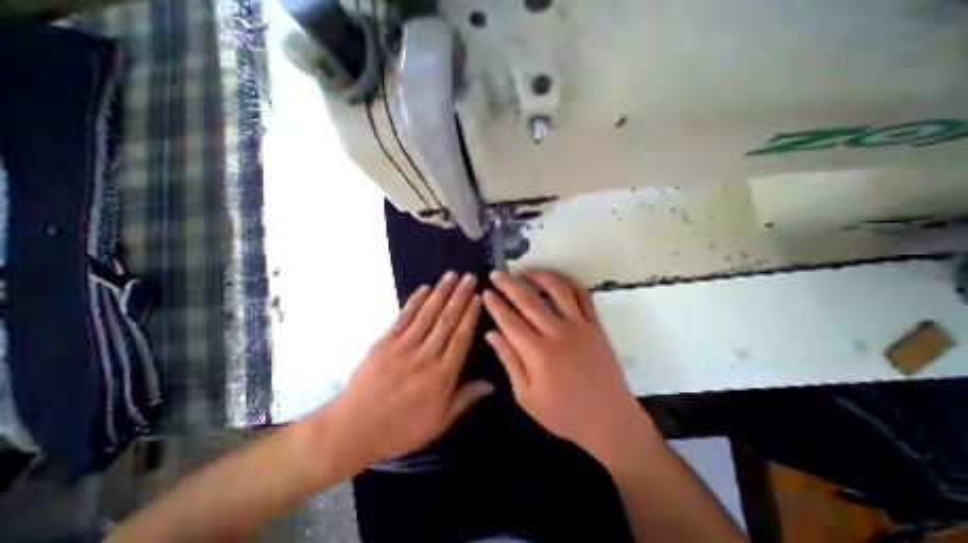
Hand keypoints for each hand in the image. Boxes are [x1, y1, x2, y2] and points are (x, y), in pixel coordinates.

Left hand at [327, 272, 491, 471]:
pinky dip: (415, 301)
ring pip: (427, 314)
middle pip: (447, 320)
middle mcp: (425, 356)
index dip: (471, 316)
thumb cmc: (401, 428)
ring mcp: (403, 346)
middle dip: (460, 296)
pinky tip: (425, 288)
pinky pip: (404, 317)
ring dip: (441, 292)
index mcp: (441, 376)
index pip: (461, 338)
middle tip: (470, 277)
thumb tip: (491, 384)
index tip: (478, 297)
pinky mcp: (385, 341)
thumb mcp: (439, 422)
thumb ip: (465, 399)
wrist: (353, 429)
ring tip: (452, 275)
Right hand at [482, 270, 649, 463]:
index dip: (495, 305)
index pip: (509, 321)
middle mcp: (558, 334)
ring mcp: (580, 326)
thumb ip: (509, 361)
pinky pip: (583, 296)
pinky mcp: (596, 325)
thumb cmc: (564, 413)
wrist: (610, 420)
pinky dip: (569, 282)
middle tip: (496, 273)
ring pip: (557, 291)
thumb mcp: (526, 395)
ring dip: (539, 276)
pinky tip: (556, 278)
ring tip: (524, 270)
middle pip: (529, 301)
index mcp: (538, 354)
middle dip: (509, 284)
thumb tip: (491, 334)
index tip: (485, 292)